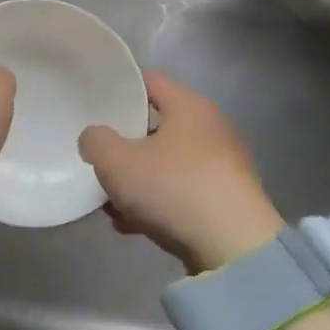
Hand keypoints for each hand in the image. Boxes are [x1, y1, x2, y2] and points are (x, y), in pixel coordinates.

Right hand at [79, 71, 285, 274]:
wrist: (234, 248)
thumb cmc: (174, 187)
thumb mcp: (117, 162)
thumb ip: (96, 142)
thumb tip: (94, 138)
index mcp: (189, 106)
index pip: (150, 80)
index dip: (121, 87)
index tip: (96, 102)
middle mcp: (211, 129)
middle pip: (157, 126)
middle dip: (126, 144)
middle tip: (100, 158)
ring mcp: (222, 167)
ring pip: (168, 164)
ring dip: (139, 180)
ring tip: (110, 203)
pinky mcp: (227, 202)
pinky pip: (182, 193)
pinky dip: (158, 204)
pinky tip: (132, 225)